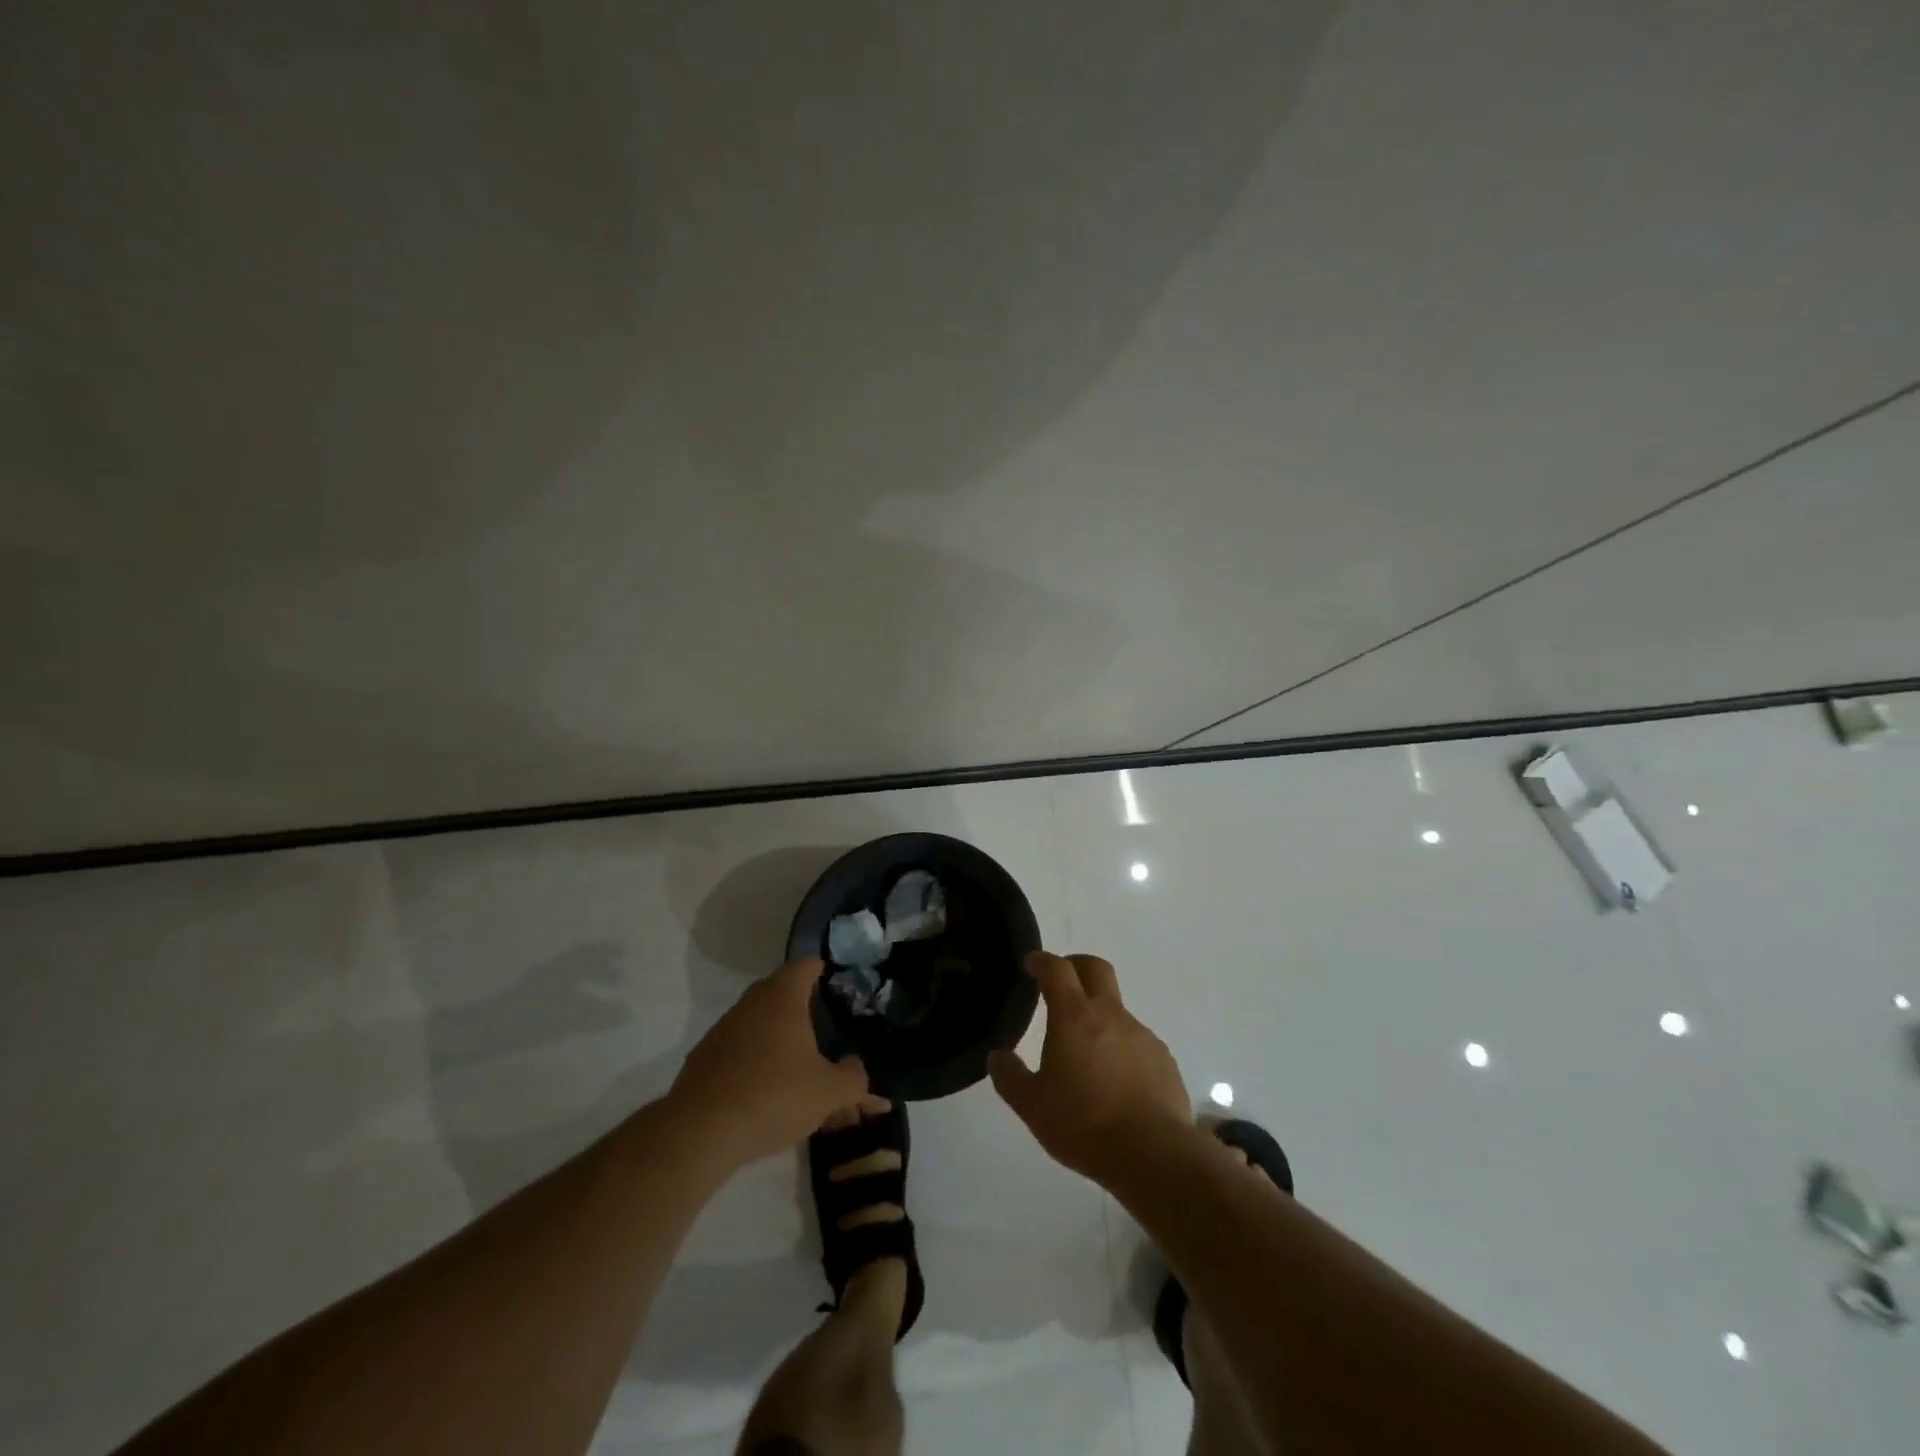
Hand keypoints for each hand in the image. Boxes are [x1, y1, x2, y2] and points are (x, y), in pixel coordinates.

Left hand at [668, 957, 867, 1166]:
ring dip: (782, 1041)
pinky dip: (759, 1064)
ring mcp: (723, 1030)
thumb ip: (854, 1078)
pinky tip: (772, 1095)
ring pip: (762, 1026)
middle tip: (829, 1031)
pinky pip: (742, 1052)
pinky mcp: (705, 1060)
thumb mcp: (829, 1092)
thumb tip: (858, 1071)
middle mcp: (751, 1003)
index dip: (826, 971)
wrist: (699, 1134)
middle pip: (783, 994)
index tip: (841, 987)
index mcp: (782, 996)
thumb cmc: (774, 1096)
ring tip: (804, 1072)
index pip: (807, 965)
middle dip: (807, 1010)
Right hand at [990, 951, 1190, 1187]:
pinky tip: (1115, 1080)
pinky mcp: (1163, 1058)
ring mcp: (1141, 1035)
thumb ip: (1010, 1077)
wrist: (1153, 1154)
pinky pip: (1136, 1040)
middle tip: (1060, 982)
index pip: (1057, 969)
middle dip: (1075, 966)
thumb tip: (997, 1057)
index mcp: (1074, 1017)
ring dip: (1098, 1015)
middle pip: (1095, 968)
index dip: (1042, 961)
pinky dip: (1120, 1047)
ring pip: (1117, 1009)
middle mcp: (1110, 1015)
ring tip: (1086, 1052)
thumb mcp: (1032, 1106)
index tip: (1031, 963)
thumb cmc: (1084, 1124)